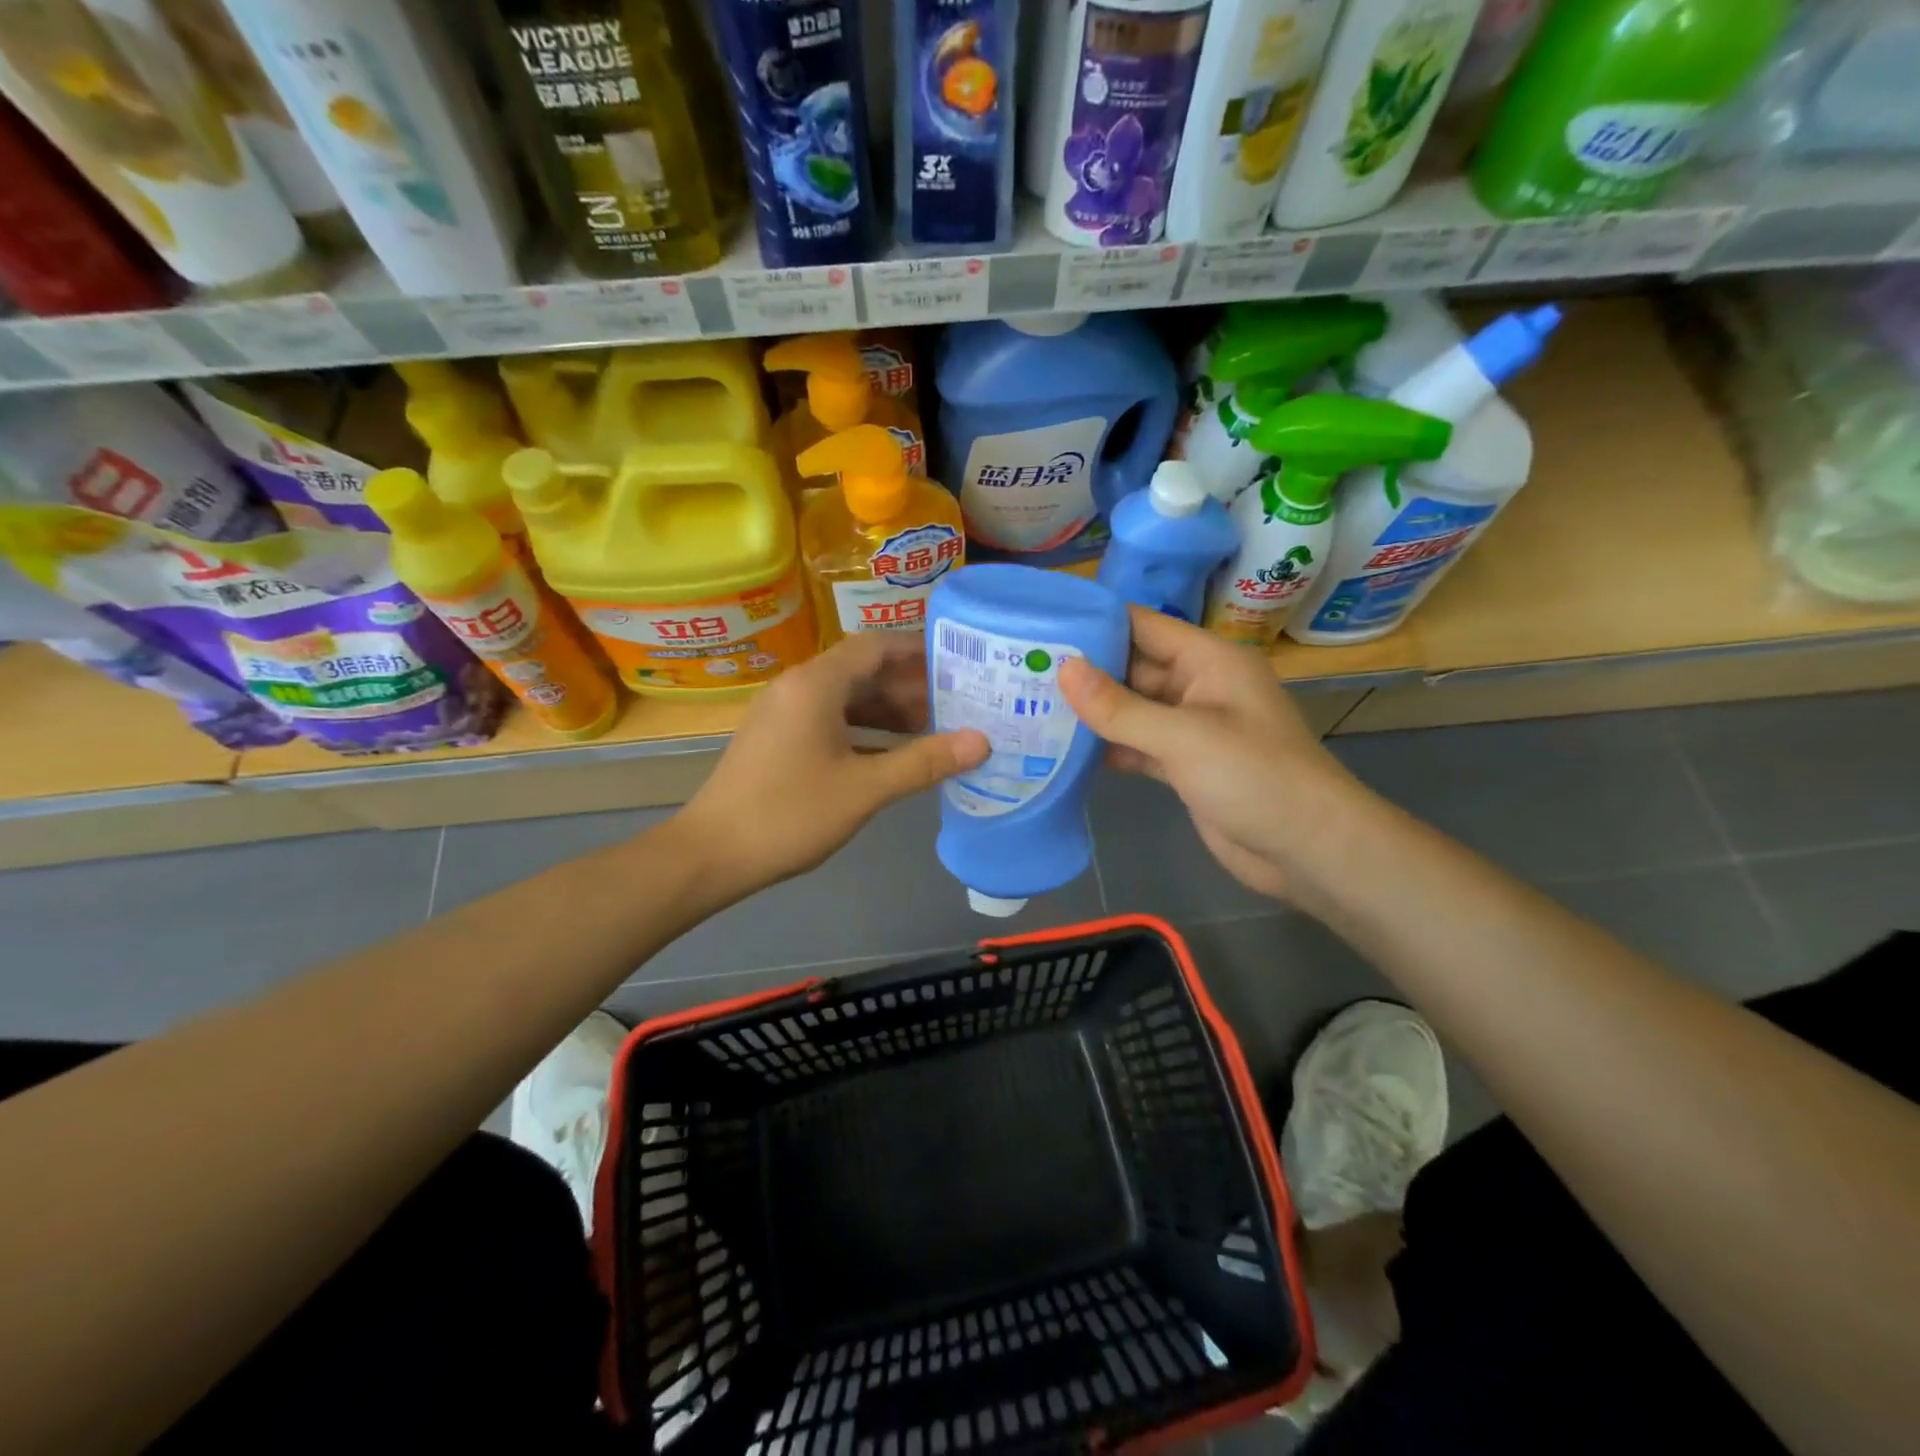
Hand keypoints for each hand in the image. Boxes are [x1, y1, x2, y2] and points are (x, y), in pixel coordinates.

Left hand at [678, 632, 988, 902]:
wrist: (711, 854)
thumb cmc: (789, 813)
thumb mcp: (865, 789)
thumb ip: (924, 762)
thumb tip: (982, 742)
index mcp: (816, 684)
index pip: (877, 646)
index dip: (920, 652)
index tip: (960, 665)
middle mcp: (798, 687)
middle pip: (863, 670)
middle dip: (910, 686)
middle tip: (957, 704)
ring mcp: (784, 713)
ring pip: (847, 698)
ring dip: (888, 711)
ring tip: (933, 730)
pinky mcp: (778, 738)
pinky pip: (830, 720)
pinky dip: (864, 730)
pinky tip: (892, 754)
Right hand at [1059, 608, 1359, 902]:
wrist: (1307, 849)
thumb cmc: (1255, 776)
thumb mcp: (1184, 736)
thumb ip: (1121, 707)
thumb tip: (1064, 669)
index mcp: (1208, 660)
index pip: (1142, 625)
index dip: (1095, 622)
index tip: (1041, 625)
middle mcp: (1197, 686)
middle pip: (1131, 667)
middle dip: (1083, 671)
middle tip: (1021, 671)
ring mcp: (1189, 728)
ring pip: (1131, 710)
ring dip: (1091, 712)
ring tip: (1030, 705)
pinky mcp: (1183, 765)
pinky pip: (1137, 745)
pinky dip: (1107, 747)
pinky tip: (1063, 750)